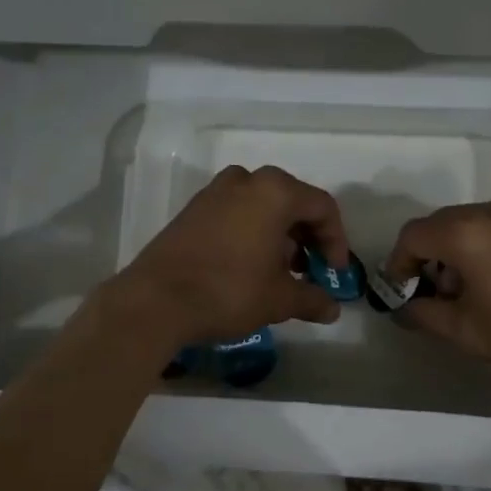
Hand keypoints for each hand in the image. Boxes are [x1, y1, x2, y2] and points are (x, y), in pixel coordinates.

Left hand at [118, 165, 349, 344]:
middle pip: (293, 202)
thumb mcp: (279, 299)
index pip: (322, 207)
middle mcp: (247, 180)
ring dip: (280, 235)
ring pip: (263, 206)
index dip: (336, 241)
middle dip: (308, 237)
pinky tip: (250, 266)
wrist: (154, 301)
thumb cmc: (229, 291)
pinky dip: (252, 232)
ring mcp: (216, 191)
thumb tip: (333, 309)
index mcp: (275, 191)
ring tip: (280, 272)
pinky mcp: (194, 208)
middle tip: (311, 270)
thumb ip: (313, 299)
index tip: (335, 273)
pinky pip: (237, 211)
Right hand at [385, 197, 490, 375]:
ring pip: (472, 224)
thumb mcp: (469, 332)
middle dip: (429, 258)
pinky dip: (486, 247)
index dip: (398, 263)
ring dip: (458, 253)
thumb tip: (405, 308)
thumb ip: (426, 315)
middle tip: (436, 296)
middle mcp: (490, 210)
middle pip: (441, 225)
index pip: (412, 235)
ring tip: (472, 294)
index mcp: (465, 232)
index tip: (401, 292)